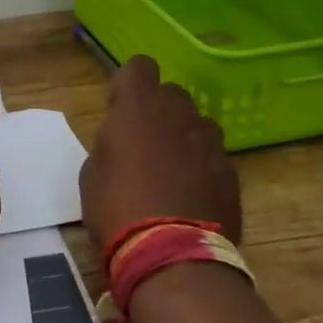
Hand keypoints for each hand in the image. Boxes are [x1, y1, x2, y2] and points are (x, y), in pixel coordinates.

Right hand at [80, 55, 241, 254]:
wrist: (172, 256)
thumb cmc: (117, 210)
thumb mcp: (92, 174)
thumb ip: (110, 144)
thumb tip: (122, 142)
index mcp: (137, 108)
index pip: (139, 66)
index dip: (129, 83)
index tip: (120, 107)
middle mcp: (178, 114)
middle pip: (171, 93)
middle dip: (159, 110)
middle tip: (144, 142)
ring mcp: (209, 142)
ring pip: (197, 123)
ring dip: (184, 136)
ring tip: (172, 171)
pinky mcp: (230, 171)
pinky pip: (213, 155)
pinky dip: (202, 167)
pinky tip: (191, 195)